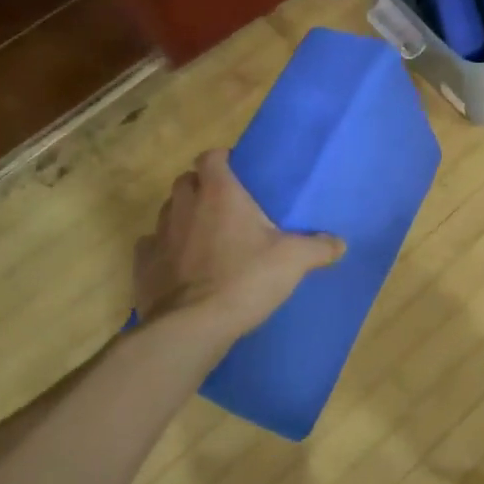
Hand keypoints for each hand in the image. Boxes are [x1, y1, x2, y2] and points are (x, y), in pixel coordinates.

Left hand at [133, 149, 343, 341]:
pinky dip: (164, 249)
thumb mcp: (293, 261)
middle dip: (200, 186)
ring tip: (203, 234)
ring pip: (167, 211)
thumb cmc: (245, 279)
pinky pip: (151, 246)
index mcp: (219, 193)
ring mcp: (159, 235)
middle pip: (185, 181)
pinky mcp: (143, 265)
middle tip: (223, 204)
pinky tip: (179, 264)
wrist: (193, 327)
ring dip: (182, 216)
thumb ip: (318, 247)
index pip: (210, 157)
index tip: (236, 171)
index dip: (221, 159)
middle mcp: (184, 206)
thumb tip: (339, 243)